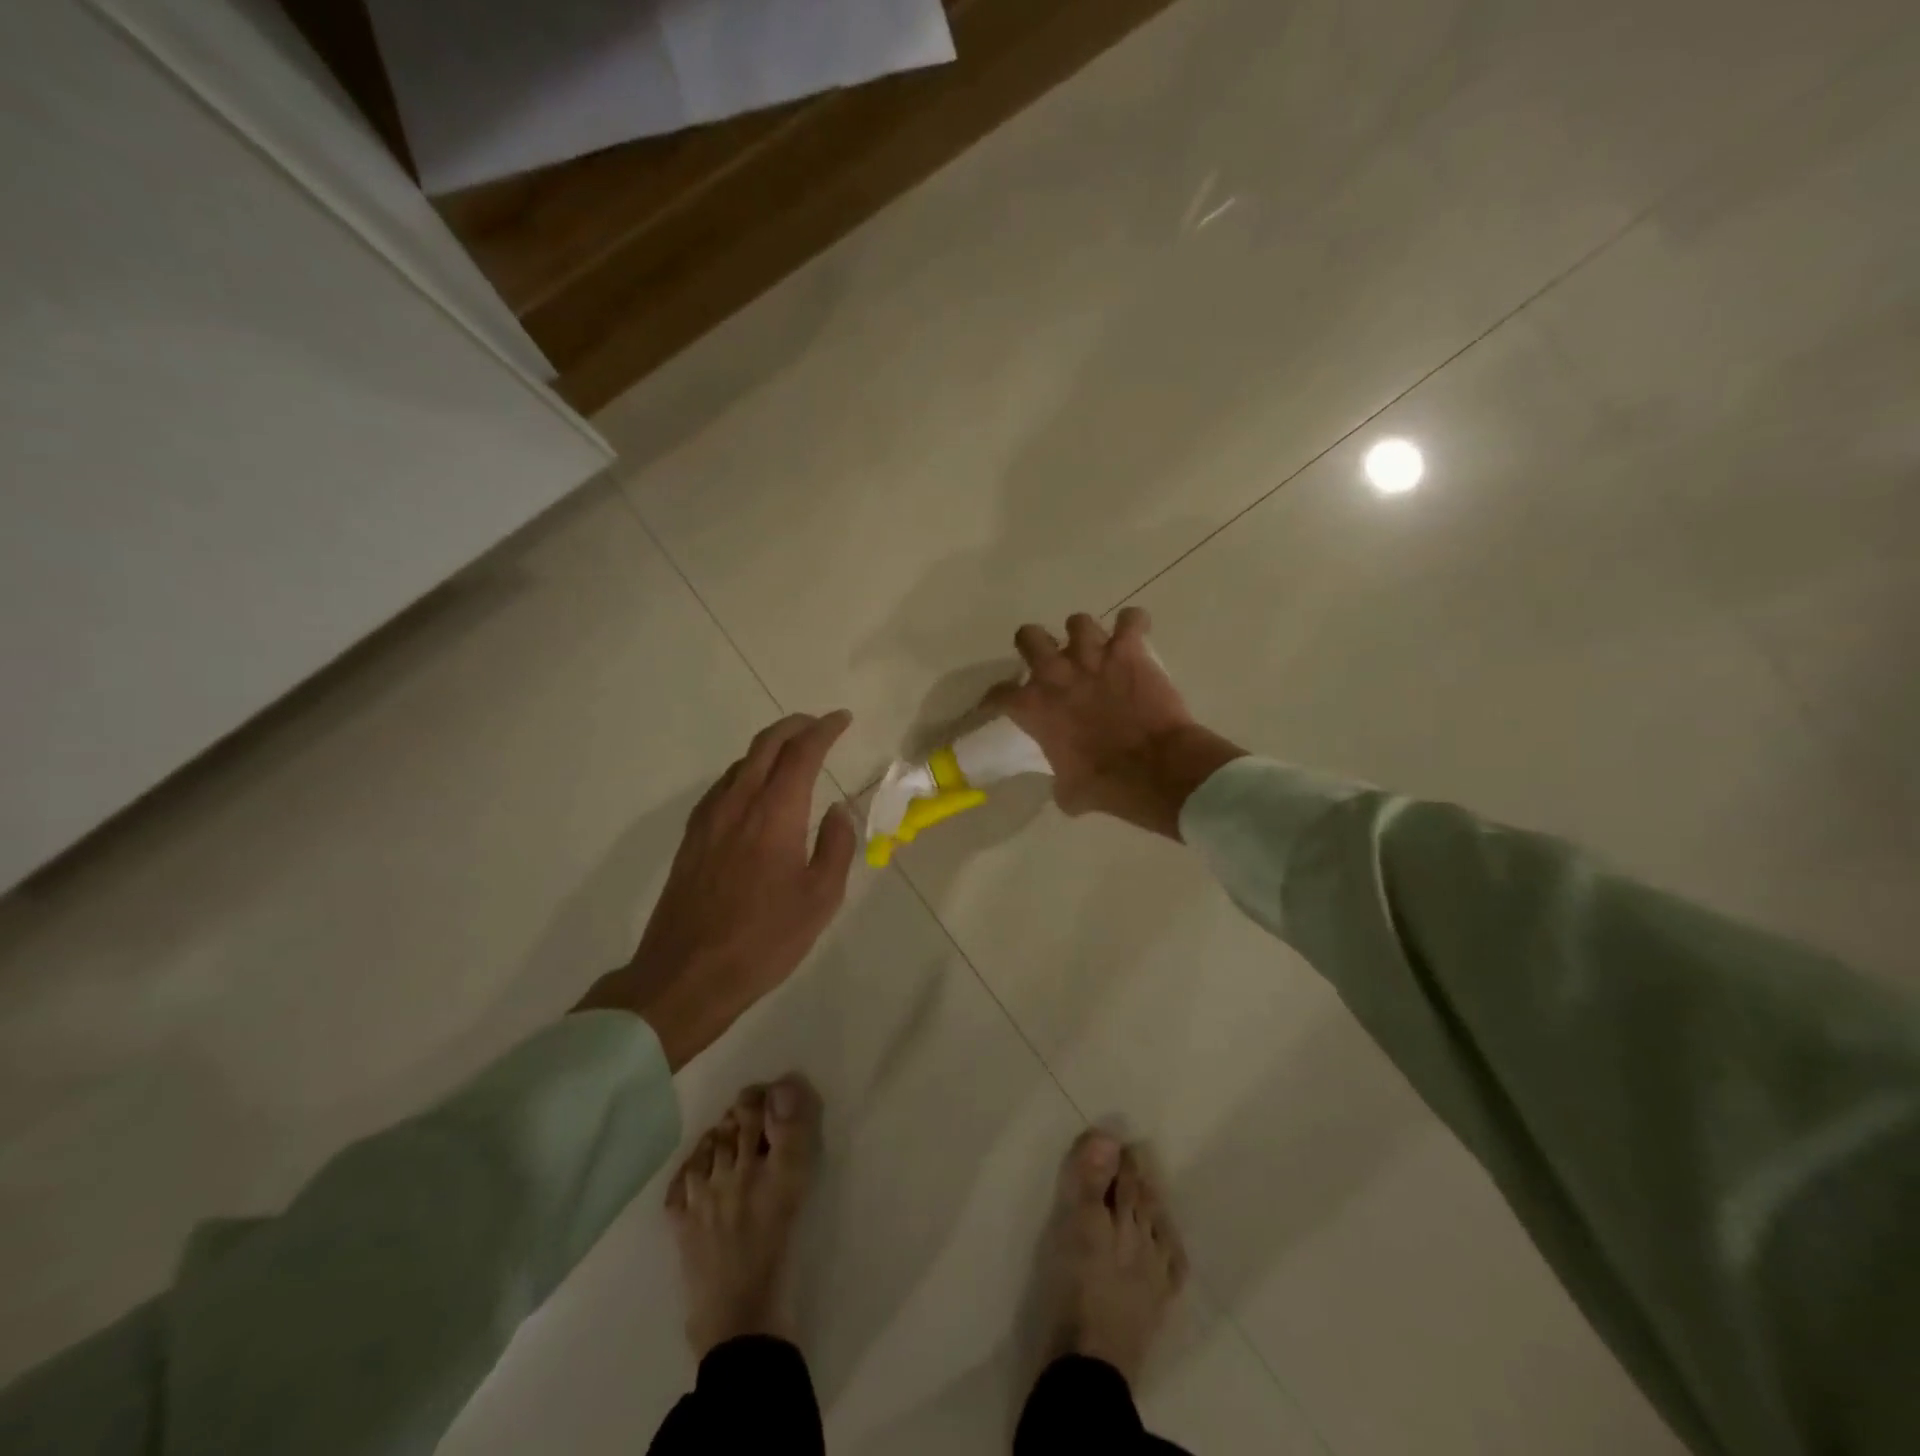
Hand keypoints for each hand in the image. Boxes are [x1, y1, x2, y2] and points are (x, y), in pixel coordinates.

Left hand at [576, 711, 857, 1069]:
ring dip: (769, 747)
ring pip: (740, 763)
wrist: (687, 975)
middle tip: (817, 724)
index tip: (842, 719)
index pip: (802, 753)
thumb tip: (837, 811)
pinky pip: (723, 786)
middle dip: (794, 726)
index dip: (824, 730)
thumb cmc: (764, 940)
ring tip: (791, 754)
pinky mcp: (692, 838)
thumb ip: (836, 846)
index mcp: (775, 813)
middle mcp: (738, 803)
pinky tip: (754, 790)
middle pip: (765, 745)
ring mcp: (709, 819)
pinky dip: (746, 771)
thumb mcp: (820, 898)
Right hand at [984, 610, 1244, 838]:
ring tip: (1096, 648)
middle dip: (1036, 644)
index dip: (997, 698)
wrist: (1153, 769)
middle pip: (1029, 636)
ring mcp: (1093, 656)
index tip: (1001, 703)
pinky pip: (1131, 620)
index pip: (999, 694)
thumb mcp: (1069, 791)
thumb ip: (1060, 778)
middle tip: (1049, 659)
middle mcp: (1056, 673)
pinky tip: (1135, 634)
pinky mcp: (1129, 649)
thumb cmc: (1105, 785)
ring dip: (1085, 635)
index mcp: (1034, 707)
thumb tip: (1066, 784)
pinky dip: (1133, 625)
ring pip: (1078, 622)